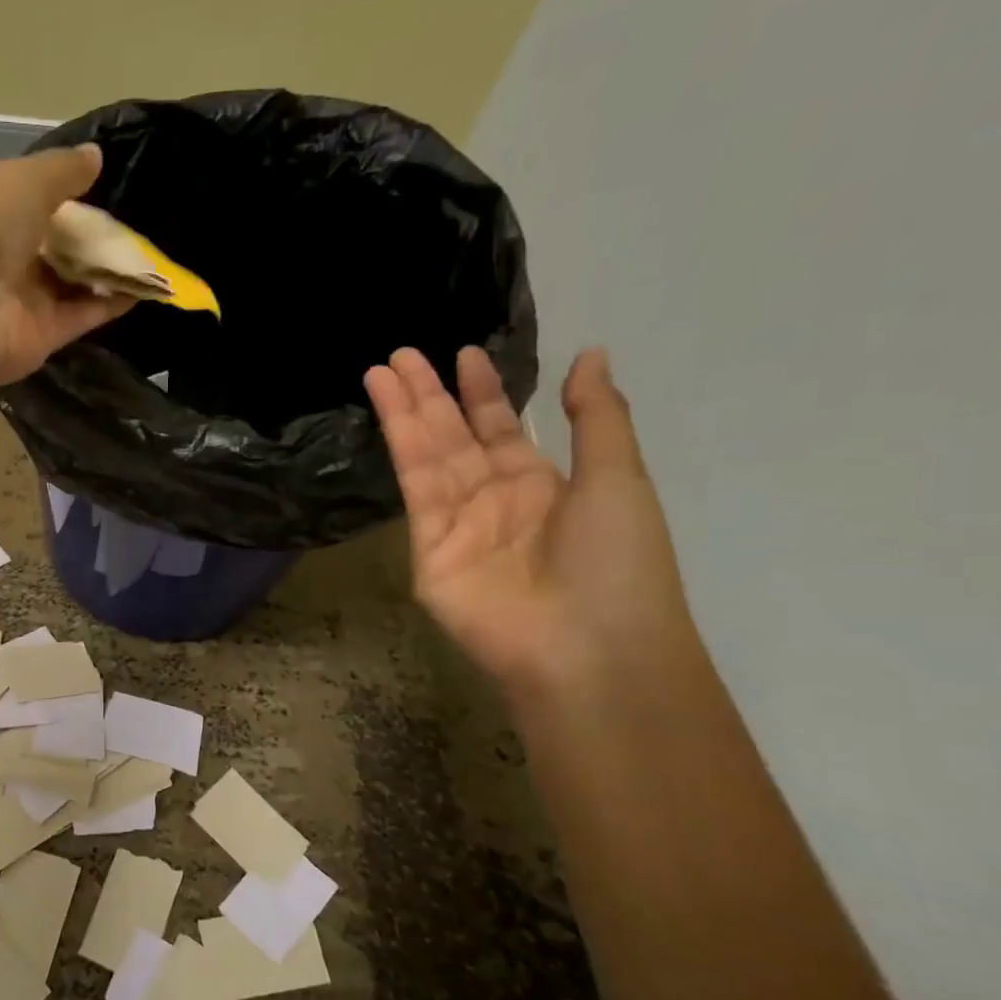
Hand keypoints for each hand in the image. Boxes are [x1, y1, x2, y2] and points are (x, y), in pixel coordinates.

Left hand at [0, 145, 131, 386]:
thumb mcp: (22, 180)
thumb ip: (62, 170)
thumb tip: (95, 156)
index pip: (36, 199)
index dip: (72, 192)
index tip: (116, 183)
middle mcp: (6, 255)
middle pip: (59, 243)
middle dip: (97, 233)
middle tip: (150, 218)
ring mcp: (23, 298)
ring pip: (75, 280)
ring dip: (112, 267)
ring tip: (159, 249)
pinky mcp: (42, 336)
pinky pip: (85, 314)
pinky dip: (115, 301)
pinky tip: (152, 284)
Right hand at [364, 346, 698, 691]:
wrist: (586, 645)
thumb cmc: (617, 562)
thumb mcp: (619, 479)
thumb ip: (596, 417)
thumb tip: (590, 355)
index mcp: (541, 486)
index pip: (502, 430)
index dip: (483, 393)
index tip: (463, 355)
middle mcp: (493, 500)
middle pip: (455, 437)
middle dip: (430, 395)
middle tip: (402, 354)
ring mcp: (456, 524)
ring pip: (427, 456)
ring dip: (405, 413)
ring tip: (381, 370)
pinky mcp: (427, 547)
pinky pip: (416, 490)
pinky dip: (401, 449)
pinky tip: (391, 416)